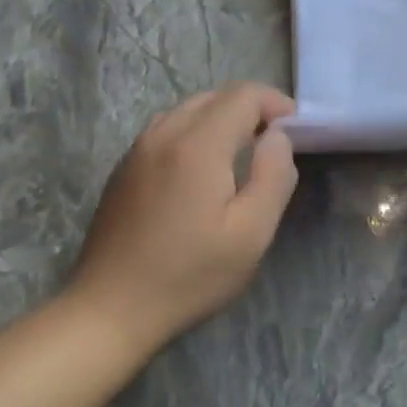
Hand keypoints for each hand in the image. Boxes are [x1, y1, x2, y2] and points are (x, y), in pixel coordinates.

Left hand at [67, 83, 298, 345]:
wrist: (110, 310)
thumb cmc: (190, 275)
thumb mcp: (252, 233)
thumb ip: (274, 175)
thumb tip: (278, 137)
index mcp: (198, 144)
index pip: (245, 95)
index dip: (276, 104)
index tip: (296, 131)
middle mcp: (165, 133)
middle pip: (216, 96)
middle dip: (252, 109)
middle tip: (274, 143)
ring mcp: (138, 149)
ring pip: (190, 109)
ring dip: (223, 118)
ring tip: (243, 152)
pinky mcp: (124, 167)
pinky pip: (168, 128)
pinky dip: (196, 131)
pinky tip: (203, 169)